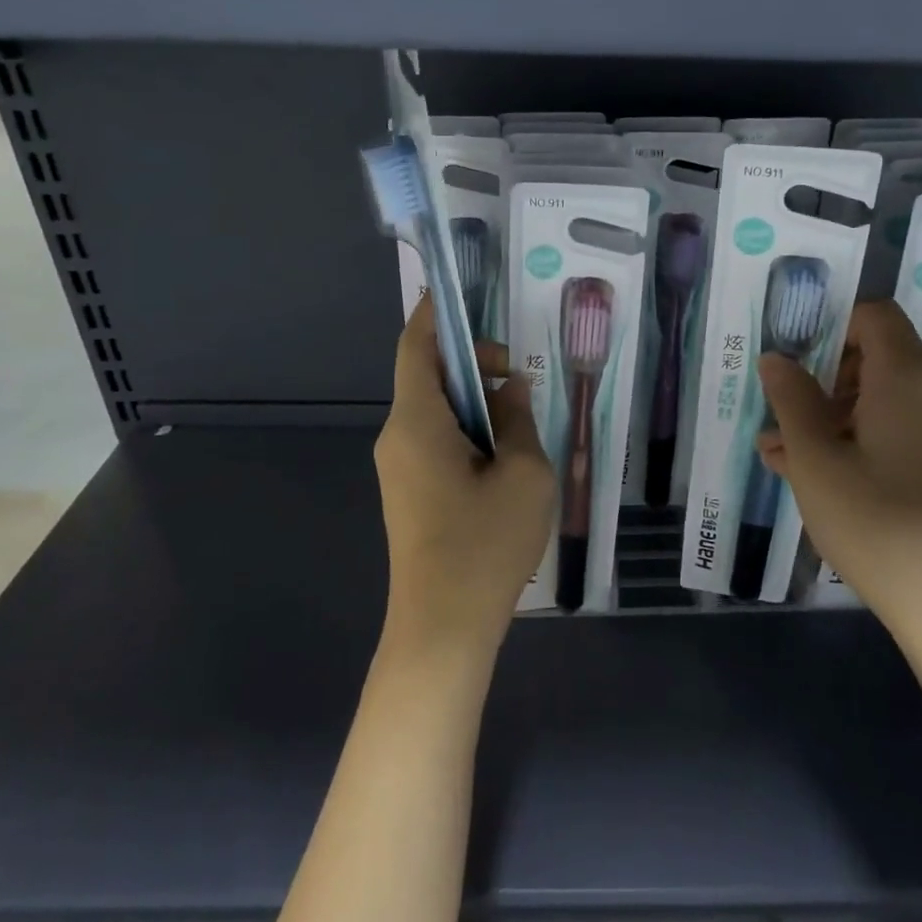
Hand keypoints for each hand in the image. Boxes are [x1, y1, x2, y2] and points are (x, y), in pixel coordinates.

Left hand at [374, 297, 556, 666]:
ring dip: (474, 400)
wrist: (442, 628)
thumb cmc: (484, 545)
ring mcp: (399, 467)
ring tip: (520, 416)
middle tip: (520, 376)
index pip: (417, 346)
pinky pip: (435, 439)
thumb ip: (518, 418)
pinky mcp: (409, 492)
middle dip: (472, 362)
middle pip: (428, 375)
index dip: (438, 314)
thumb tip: (510, 388)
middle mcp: (397, 436)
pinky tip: (502, 452)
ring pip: (435, 410)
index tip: (463, 293)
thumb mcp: (523, 473)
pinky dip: (467, 428)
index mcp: (416, 421)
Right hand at [756, 300, 921, 654]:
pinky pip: (906, 434)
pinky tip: (826, 481)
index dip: (832, 328)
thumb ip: (792, 402)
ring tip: (786, 459)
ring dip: (836, 420)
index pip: (874, 316)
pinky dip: (865, 443)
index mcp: (909, 377)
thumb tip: (776, 357)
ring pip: (887, 403)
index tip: (796, 366)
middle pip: (878, 361)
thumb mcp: (816, 461)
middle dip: (825, 384)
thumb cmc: (879, 524)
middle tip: (784, 423)